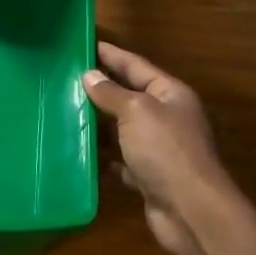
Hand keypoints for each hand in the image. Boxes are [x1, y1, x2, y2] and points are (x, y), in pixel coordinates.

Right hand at [84, 41, 236, 254]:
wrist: (190, 210)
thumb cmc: (166, 151)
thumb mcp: (136, 112)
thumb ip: (111, 93)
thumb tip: (90, 76)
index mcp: (170, 94)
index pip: (136, 65)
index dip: (111, 54)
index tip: (86, 44)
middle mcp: (167, 118)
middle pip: (129, 97)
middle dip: (100, 89)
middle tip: (66, 78)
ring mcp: (159, 149)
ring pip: (122, 130)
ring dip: (98, 125)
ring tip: (64, 113)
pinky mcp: (149, 177)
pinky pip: (121, 161)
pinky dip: (102, 158)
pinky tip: (79, 154)